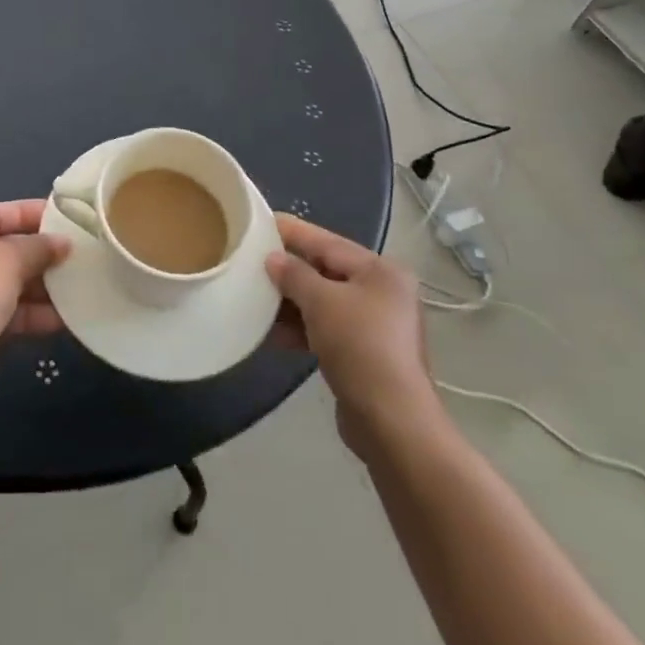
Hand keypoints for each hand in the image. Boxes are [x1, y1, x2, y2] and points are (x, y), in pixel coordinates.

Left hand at [0, 200, 69, 399]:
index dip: (30, 212)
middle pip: (2, 248)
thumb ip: (38, 247)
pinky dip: (30, 313)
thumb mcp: (8, 261)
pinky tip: (63, 318)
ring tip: (77, 285)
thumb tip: (64, 242)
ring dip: (40, 286)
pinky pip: (4, 311)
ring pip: (6, 283)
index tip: (64, 217)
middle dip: (39, 254)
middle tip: (76, 253)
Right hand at [266, 214, 441, 462]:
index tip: (261, 221)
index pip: (328, 242)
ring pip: (324, 303)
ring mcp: (377, 326)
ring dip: (292, 303)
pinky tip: (274, 334)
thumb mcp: (321, 301)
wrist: (392, 423)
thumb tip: (273, 259)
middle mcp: (383, 293)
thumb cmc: (359, 346)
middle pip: (326, 272)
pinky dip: (302, 328)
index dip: (293, 232)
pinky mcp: (366, 355)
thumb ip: (294, 274)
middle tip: (252, 262)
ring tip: (256, 299)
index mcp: (381, 271)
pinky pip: (327, 329)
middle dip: (289, 271)